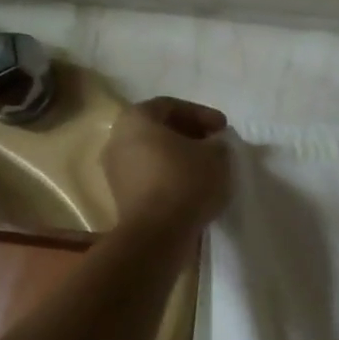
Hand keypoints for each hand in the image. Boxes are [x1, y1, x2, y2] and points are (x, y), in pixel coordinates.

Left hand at [103, 97, 230, 231]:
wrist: (157, 233)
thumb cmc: (185, 181)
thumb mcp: (216, 155)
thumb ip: (218, 142)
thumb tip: (214, 145)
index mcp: (136, 119)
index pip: (170, 106)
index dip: (201, 114)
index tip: (223, 129)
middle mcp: (118, 139)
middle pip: (158, 129)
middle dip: (189, 135)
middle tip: (214, 145)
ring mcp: (115, 170)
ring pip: (153, 154)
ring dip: (179, 157)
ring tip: (206, 168)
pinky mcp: (121, 197)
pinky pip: (150, 177)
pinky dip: (170, 177)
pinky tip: (192, 187)